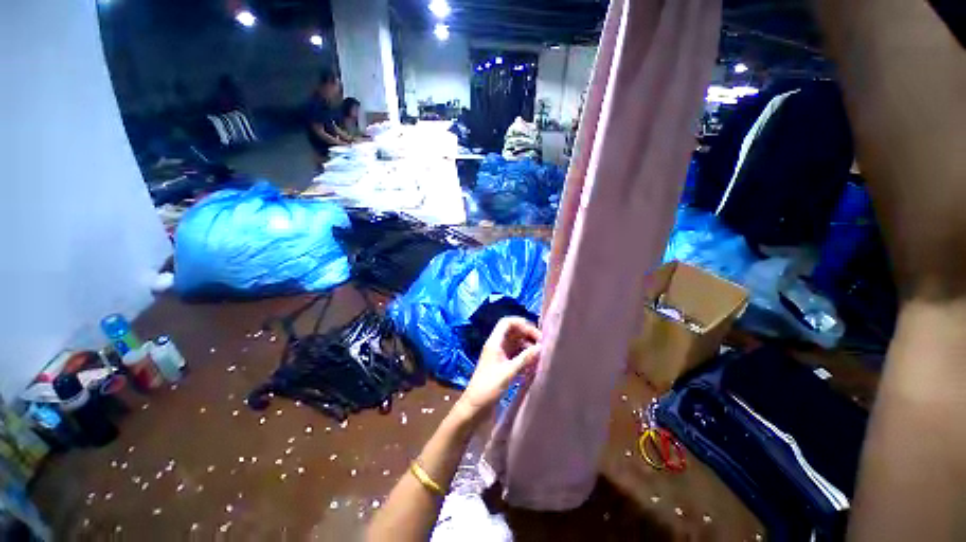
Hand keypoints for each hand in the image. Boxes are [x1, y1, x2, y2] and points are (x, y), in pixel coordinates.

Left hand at [452, 317, 540, 426]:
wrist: (475, 407)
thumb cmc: (489, 387)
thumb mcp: (509, 372)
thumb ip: (525, 358)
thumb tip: (541, 347)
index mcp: (494, 342)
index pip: (507, 322)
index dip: (522, 324)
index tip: (536, 335)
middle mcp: (497, 345)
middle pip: (513, 331)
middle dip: (527, 334)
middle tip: (542, 345)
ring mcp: (499, 354)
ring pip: (515, 342)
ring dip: (527, 345)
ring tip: (540, 355)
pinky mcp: (502, 364)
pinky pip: (515, 353)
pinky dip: (524, 355)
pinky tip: (533, 363)